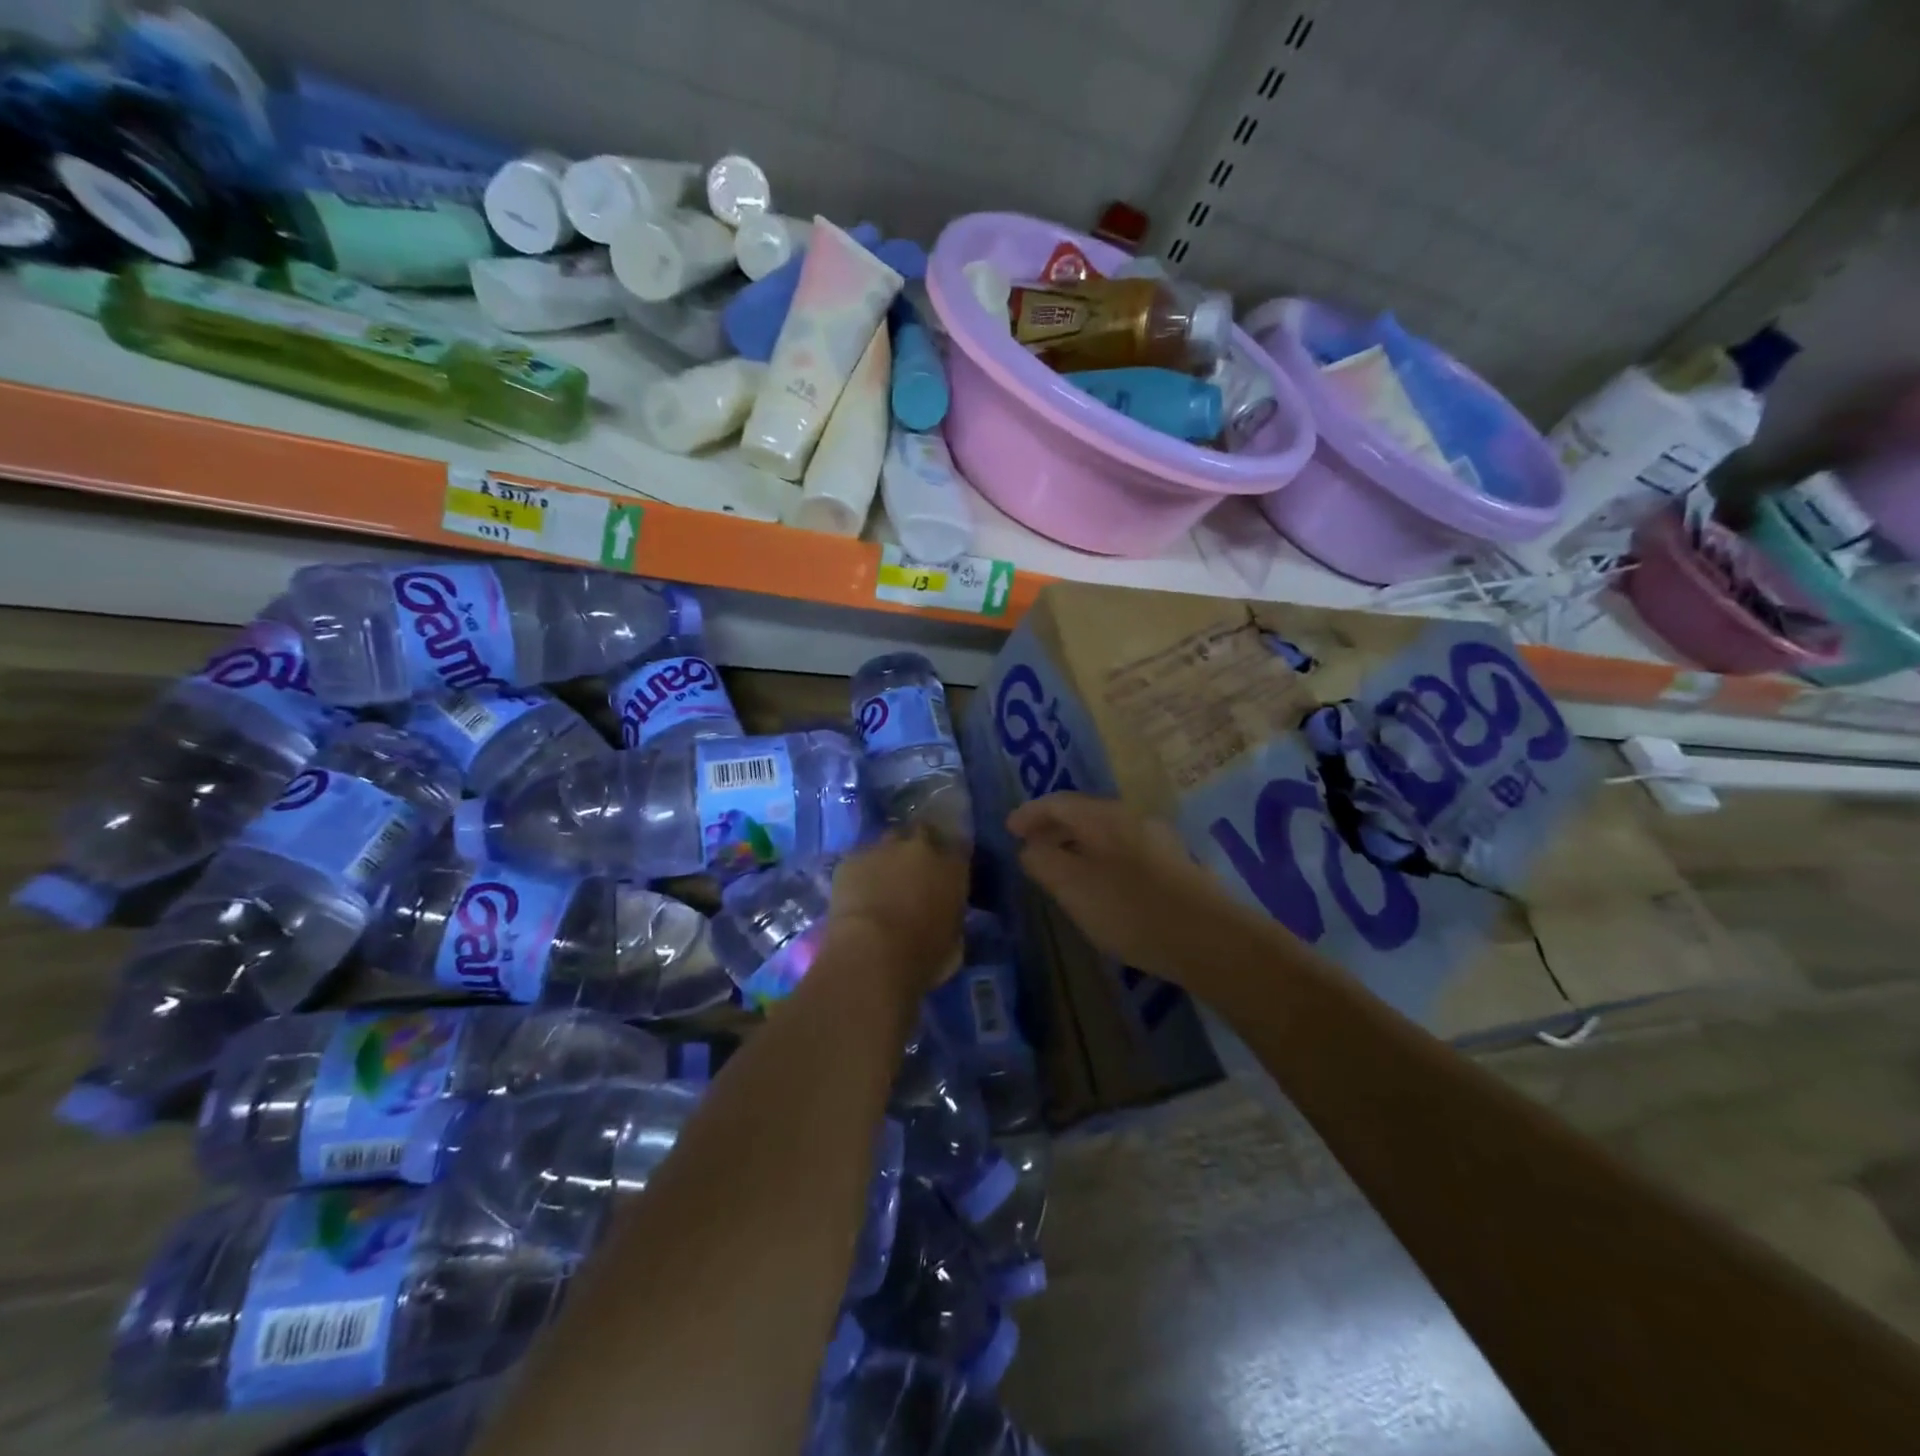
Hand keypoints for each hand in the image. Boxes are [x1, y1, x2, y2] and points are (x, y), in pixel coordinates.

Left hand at [824, 827, 968, 996]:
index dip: (951, 856)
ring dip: (889, 855)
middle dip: (920, 845)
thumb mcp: (953, 941)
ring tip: (883, 878)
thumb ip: (951, 915)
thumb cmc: (923, 956)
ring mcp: (883, 849)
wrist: (872, 954)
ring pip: (889, 840)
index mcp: (952, 866)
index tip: (946, 869)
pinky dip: (861, 871)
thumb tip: (944, 913)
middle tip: (914, 868)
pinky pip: (860, 859)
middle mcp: (920, 847)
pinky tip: (856, 891)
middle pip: (923, 832)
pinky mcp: (851, 859)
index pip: (959, 846)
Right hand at [1007, 792, 1270, 986]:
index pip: (1058, 802)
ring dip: (1077, 844)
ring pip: (1105, 833)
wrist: (1209, 939)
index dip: (1030, 813)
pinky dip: (1099, 858)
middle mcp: (1131, 818)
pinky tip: (1098, 885)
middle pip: (1083, 814)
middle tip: (1029, 846)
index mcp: (1104, 816)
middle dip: (1053, 828)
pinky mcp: (1174, 865)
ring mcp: (1157, 840)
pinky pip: (1124, 851)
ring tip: (1060, 867)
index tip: (1009, 829)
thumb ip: (1044, 862)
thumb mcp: (1073, 887)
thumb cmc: (1130, 909)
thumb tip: (1030, 847)